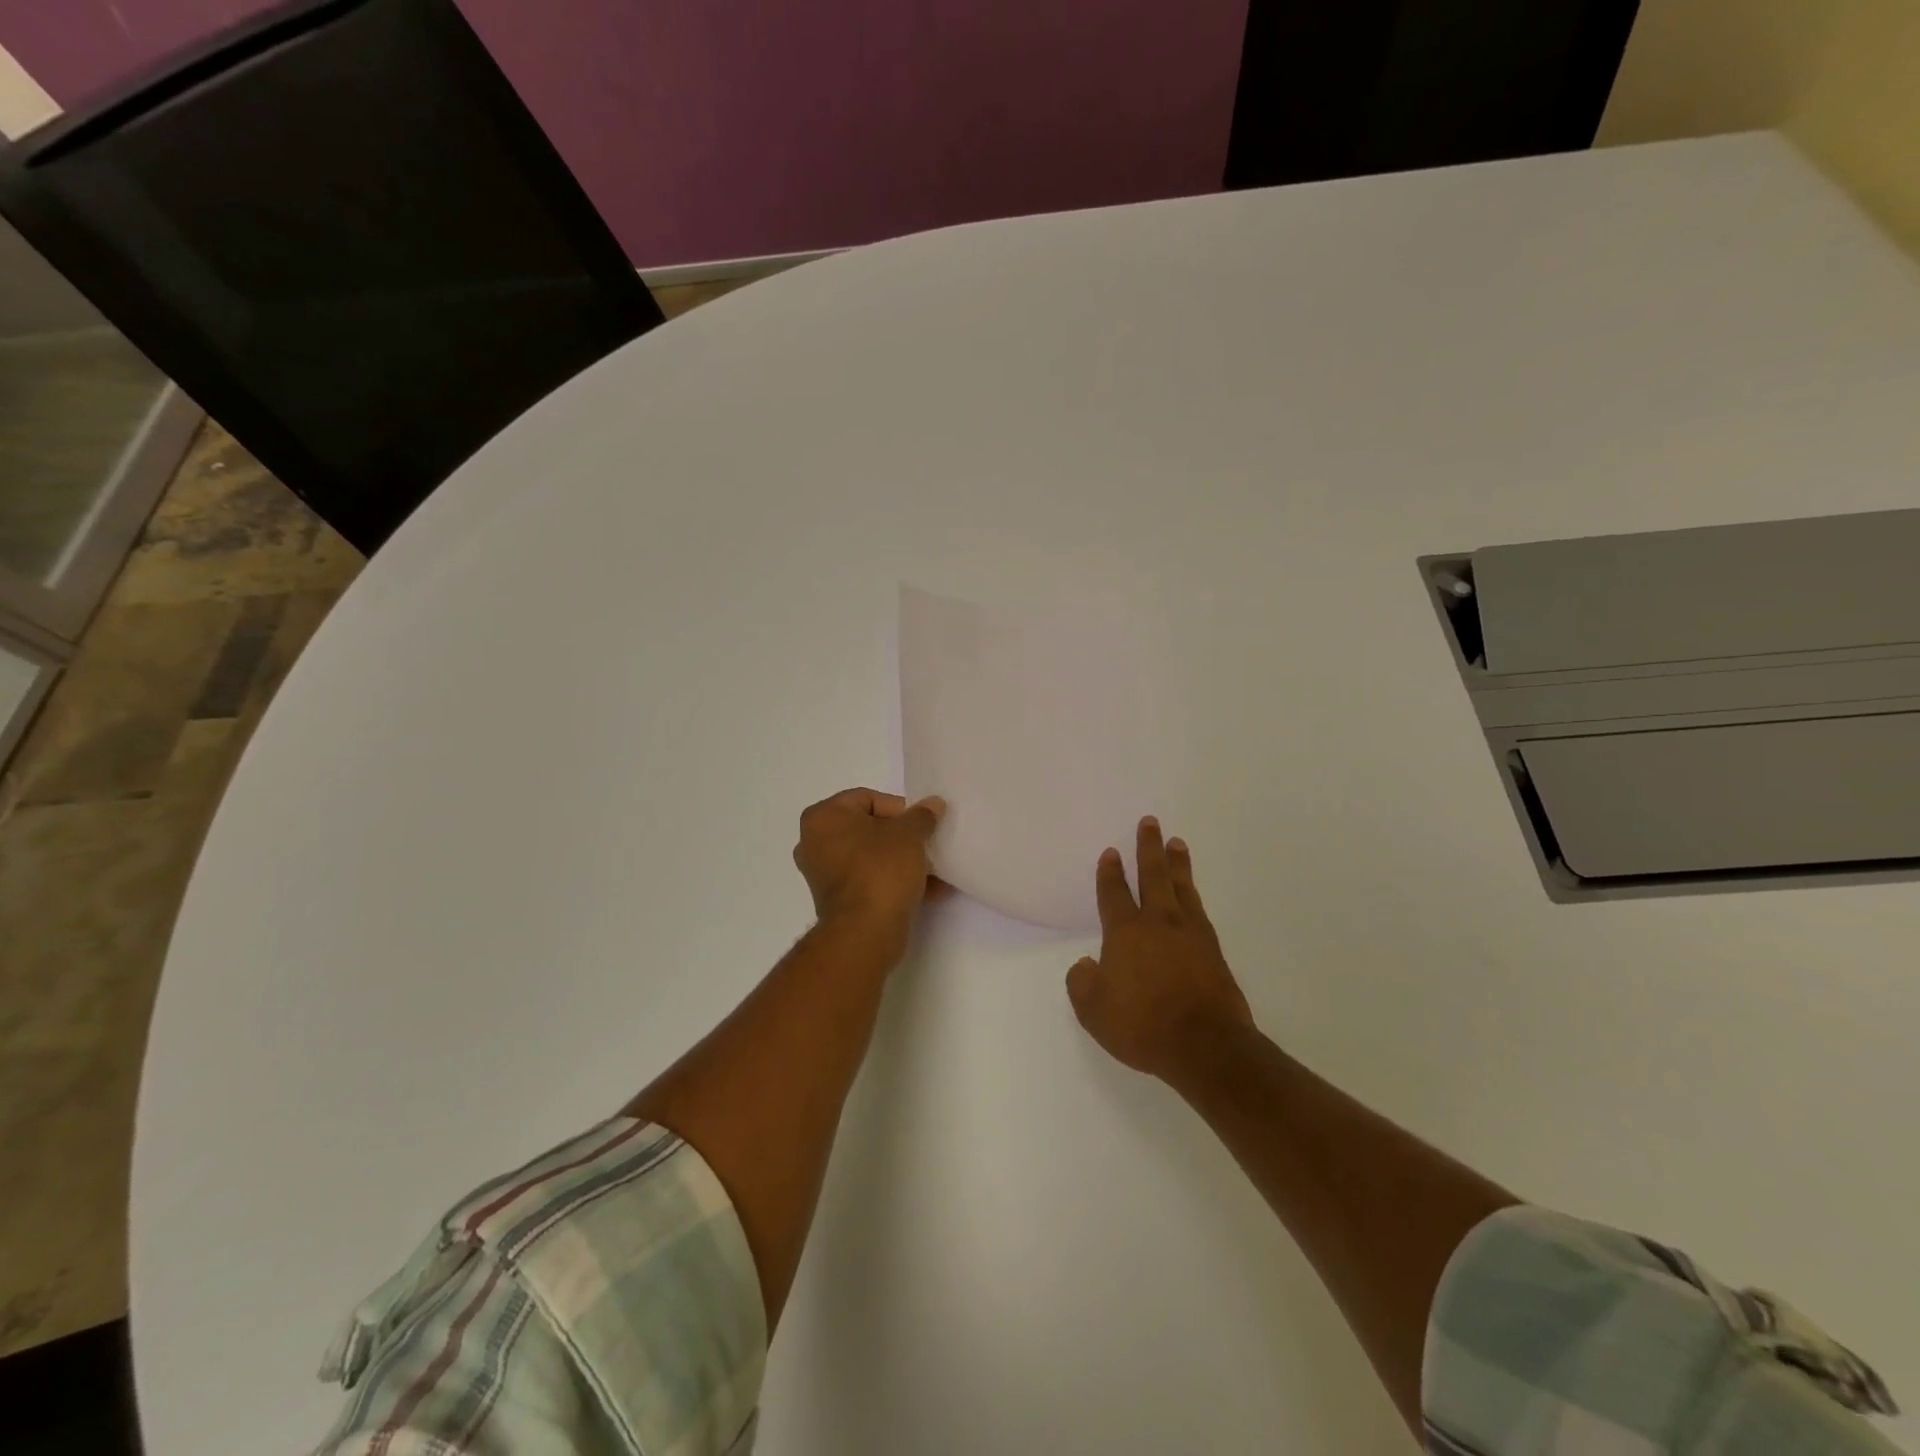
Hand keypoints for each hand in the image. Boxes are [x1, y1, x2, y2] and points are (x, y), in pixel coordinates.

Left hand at [793, 788, 946, 945]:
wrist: (866, 932)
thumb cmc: (881, 870)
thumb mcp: (909, 835)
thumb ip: (922, 815)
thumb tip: (933, 804)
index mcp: (823, 817)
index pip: (868, 799)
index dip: (900, 809)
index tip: (922, 824)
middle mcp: (815, 842)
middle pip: (869, 828)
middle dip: (902, 837)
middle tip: (927, 843)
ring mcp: (823, 874)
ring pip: (871, 857)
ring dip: (902, 860)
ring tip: (934, 869)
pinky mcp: (836, 901)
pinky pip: (869, 880)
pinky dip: (894, 881)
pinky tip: (929, 890)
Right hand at [1066, 817, 1253, 1080]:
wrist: (1205, 1045)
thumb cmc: (1143, 1025)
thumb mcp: (1094, 1010)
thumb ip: (1082, 982)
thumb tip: (1086, 964)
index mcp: (1125, 933)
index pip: (1114, 894)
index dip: (1110, 872)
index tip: (1111, 852)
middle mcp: (1158, 923)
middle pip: (1152, 876)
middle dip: (1148, 848)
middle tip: (1151, 822)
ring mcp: (1190, 934)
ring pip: (1181, 887)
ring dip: (1177, 863)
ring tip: (1177, 843)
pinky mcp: (1213, 950)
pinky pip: (1199, 909)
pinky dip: (1193, 893)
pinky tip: (1192, 893)